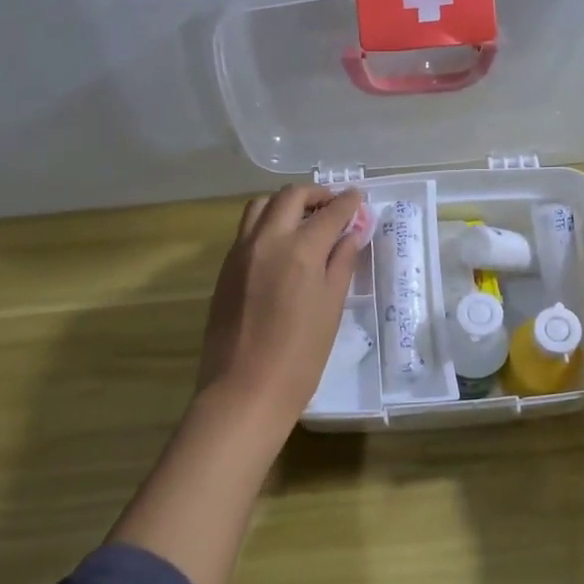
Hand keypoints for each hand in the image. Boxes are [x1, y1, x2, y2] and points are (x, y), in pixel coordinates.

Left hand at [196, 185, 369, 423]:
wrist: (245, 389)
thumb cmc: (300, 356)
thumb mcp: (331, 307)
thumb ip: (341, 263)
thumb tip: (352, 233)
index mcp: (300, 250)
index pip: (330, 212)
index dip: (348, 202)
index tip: (359, 198)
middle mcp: (267, 240)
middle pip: (291, 196)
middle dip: (316, 194)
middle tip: (333, 206)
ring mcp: (240, 251)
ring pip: (261, 206)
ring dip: (286, 203)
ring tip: (304, 220)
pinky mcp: (225, 267)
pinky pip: (246, 229)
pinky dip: (267, 222)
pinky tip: (281, 244)